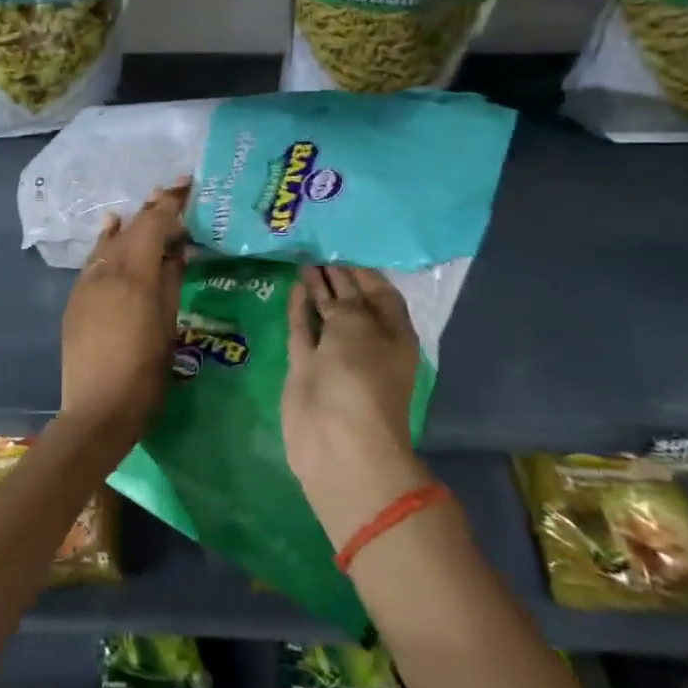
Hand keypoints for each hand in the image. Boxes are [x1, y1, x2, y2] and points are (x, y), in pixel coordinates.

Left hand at [59, 179, 189, 448]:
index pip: (153, 225)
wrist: (96, 410)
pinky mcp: (75, 299)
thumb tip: (176, 249)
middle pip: (130, 229)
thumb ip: (170, 282)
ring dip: (129, 224)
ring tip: (145, 208)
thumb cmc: (144, 375)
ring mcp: (86, 285)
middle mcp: (106, 272)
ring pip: (109, 242)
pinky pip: (95, 260)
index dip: (170, 203)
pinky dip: (108, 243)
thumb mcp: (168, 327)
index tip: (187, 185)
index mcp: (134, 276)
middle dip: (151, 209)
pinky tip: (112, 232)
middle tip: (172, 192)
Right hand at [282, 265, 432, 548]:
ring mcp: (335, 356)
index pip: (380, 292)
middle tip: (317, 246)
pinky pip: (304, 330)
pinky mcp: (307, 367)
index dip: (363, 270)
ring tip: (303, 260)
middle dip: (338, 276)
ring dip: (317, 290)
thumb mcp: (356, 326)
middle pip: (353, 301)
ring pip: (326, 314)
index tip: (342, 246)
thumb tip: (328, 282)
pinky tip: (294, 286)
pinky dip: (300, 309)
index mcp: (392, 334)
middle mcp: (366, 341)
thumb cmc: (360, 378)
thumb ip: (343, 300)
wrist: (337, 441)